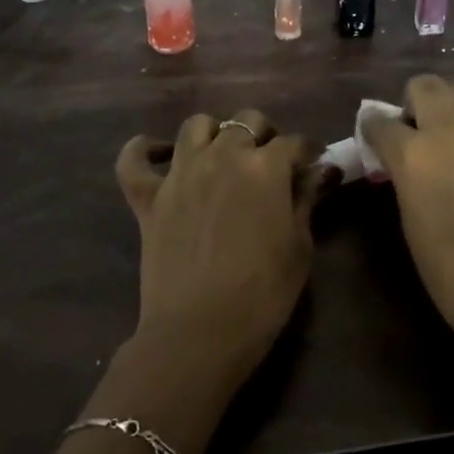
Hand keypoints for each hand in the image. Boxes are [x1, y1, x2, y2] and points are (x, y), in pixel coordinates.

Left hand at [116, 110, 325, 389]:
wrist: (199, 333)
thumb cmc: (262, 294)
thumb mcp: (299, 247)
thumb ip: (306, 201)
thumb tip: (319, 172)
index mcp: (265, 167)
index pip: (294, 142)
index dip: (308, 151)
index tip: (314, 164)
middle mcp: (222, 156)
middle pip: (247, 121)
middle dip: (264, 134)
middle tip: (270, 160)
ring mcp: (180, 173)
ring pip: (196, 125)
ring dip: (214, 133)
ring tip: (222, 154)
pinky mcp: (148, 197)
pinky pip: (134, 160)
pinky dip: (144, 151)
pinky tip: (159, 156)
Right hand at [367, 75, 453, 377]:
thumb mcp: (413, 225)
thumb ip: (406, 181)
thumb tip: (403, 164)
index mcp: (415, 154)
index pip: (380, 121)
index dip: (374, 129)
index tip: (375, 141)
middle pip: (426, 85)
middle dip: (414, 102)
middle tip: (417, 135)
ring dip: (451, 113)